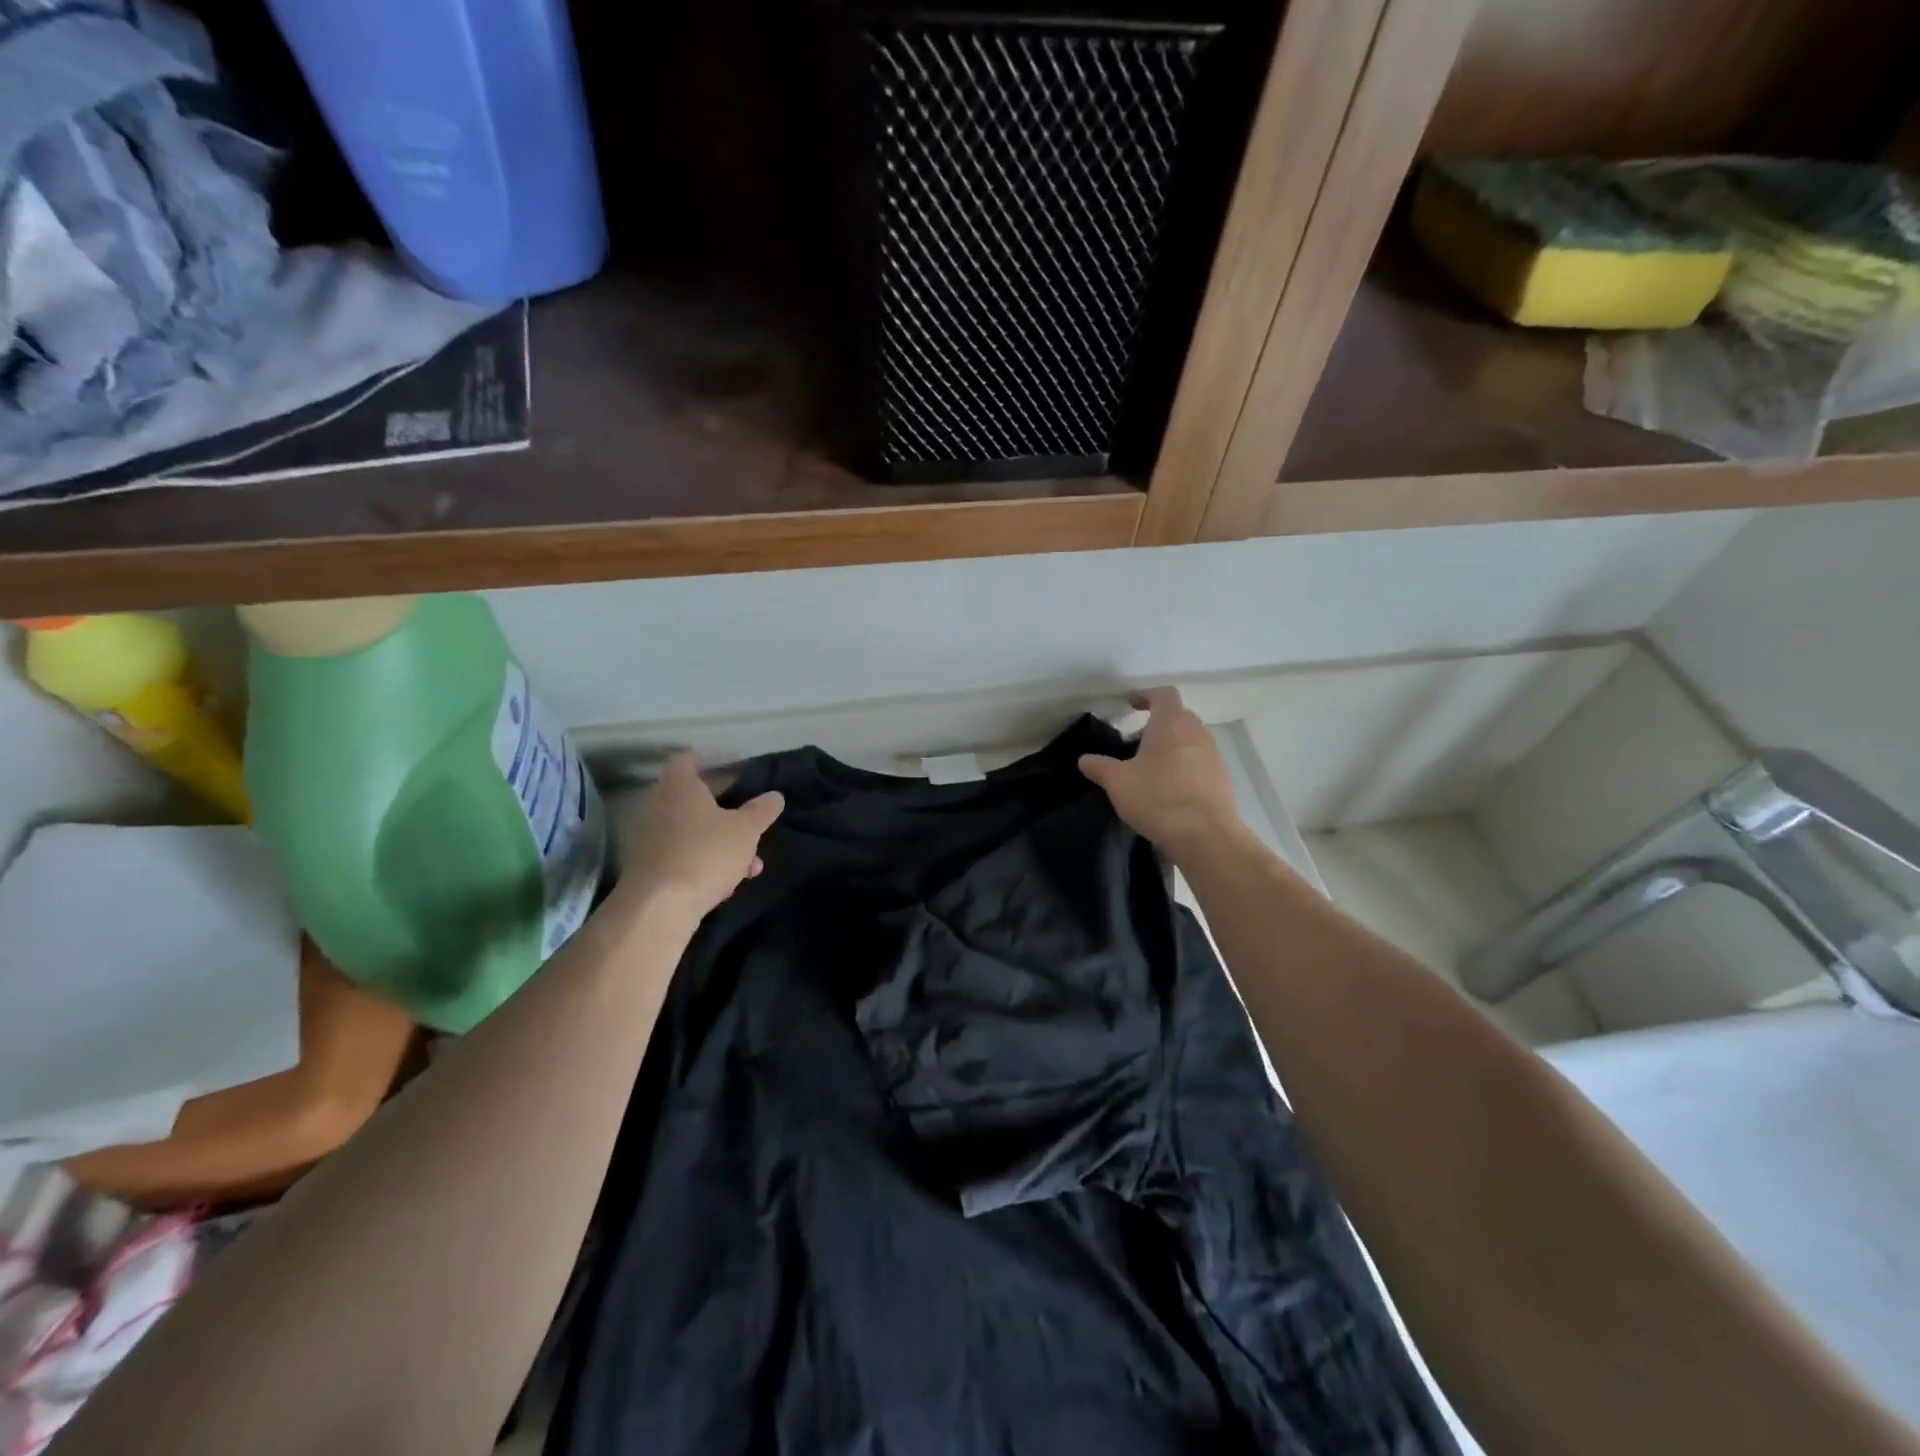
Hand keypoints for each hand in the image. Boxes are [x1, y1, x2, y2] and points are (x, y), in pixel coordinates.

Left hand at [616, 752, 784, 920]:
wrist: (659, 906)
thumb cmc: (705, 853)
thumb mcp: (746, 831)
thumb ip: (761, 811)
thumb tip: (775, 796)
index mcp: (679, 787)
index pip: (685, 761)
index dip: (701, 760)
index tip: (715, 763)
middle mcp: (657, 806)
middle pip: (688, 798)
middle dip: (718, 808)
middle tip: (743, 815)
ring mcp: (648, 838)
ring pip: (688, 831)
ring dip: (717, 841)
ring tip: (749, 861)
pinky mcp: (646, 868)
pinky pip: (680, 855)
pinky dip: (702, 860)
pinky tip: (727, 881)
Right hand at [1080, 689, 1247, 860]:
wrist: (1205, 836)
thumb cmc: (1157, 798)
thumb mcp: (1118, 783)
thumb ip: (1100, 767)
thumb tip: (1084, 760)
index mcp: (1171, 723)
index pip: (1163, 694)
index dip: (1146, 696)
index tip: (1131, 705)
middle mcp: (1197, 733)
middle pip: (1179, 716)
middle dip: (1157, 724)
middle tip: (1135, 742)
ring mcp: (1214, 756)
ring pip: (1191, 740)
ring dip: (1172, 747)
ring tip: (1151, 769)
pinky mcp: (1223, 779)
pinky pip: (1200, 763)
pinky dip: (1185, 767)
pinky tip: (1170, 790)